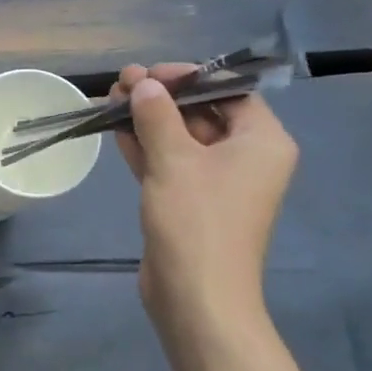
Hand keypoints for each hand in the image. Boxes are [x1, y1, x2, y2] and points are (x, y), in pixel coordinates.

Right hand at [113, 63, 298, 333]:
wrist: (196, 297)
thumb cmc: (196, 221)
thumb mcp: (174, 160)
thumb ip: (157, 116)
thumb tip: (145, 84)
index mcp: (261, 141)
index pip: (230, 90)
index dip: (190, 76)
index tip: (151, 74)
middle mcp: (245, 157)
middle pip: (203, 112)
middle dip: (162, 97)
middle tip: (122, 83)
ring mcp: (217, 182)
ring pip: (181, 138)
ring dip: (148, 119)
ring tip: (110, 98)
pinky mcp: (191, 201)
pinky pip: (170, 162)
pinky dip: (146, 146)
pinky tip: (115, 129)